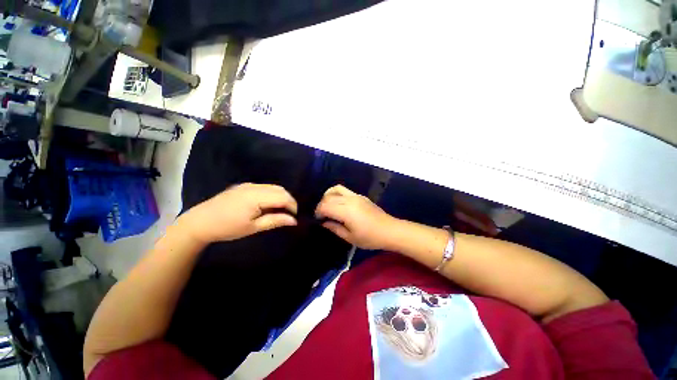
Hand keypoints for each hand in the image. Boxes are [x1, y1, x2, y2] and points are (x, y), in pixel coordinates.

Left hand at [180, 183, 297, 243]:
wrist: (199, 222)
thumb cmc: (227, 228)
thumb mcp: (253, 227)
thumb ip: (275, 221)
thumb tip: (294, 220)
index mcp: (256, 197)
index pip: (283, 197)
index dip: (293, 206)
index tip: (295, 217)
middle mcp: (255, 187)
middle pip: (280, 189)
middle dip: (289, 201)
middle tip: (289, 214)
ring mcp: (248, 185)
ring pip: (273, 187)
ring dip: (281, 197)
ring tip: (280, 210)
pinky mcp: (244, 186)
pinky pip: (265, 187)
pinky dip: (272, 194)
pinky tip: (268, 205)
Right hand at [315, 185, 397, 249]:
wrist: (389, 230)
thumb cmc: (370, 237)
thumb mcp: (350, 237)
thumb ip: (334, 228)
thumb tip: (324, 222)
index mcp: (346, 211)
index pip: (325, 206)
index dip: (318, 212)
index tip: (317, 220)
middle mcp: (349, 199)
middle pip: (328, 197)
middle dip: (321, 205)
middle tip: (321, 216)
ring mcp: (356, 195)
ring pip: (336, 189)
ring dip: (328, 196)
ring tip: (328, 206)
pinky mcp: (360, 195)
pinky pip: (344, 190)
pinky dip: (337, 194)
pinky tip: (338, 204)